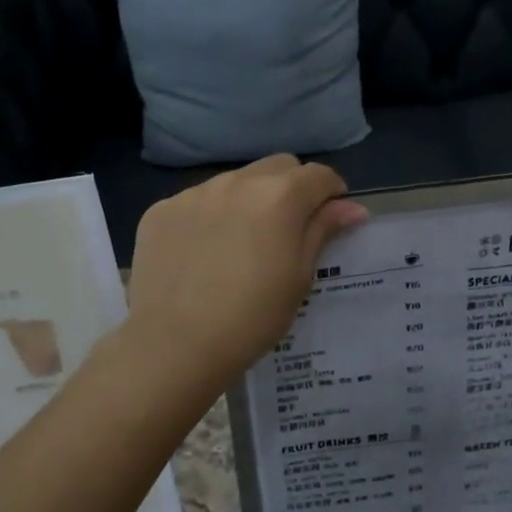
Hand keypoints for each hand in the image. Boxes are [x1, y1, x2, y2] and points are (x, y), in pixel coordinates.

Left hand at [125, 155, 367, 389]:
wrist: (175, 344)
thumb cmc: (251, 318)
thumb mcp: (298, 277)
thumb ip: (322, 231)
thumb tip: (351, 207)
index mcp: (279, 196)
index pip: (318, 175)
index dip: (331, 193)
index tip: (330, 218)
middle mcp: (237, 182)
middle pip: (277, 167)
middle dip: (291, 188)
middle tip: (288, 228)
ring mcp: (194, 194)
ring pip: (234, 182)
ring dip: (248, 200)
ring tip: (240, 243)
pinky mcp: (161, 210)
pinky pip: (196, 202)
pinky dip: (209, 217)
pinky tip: (202, 253)